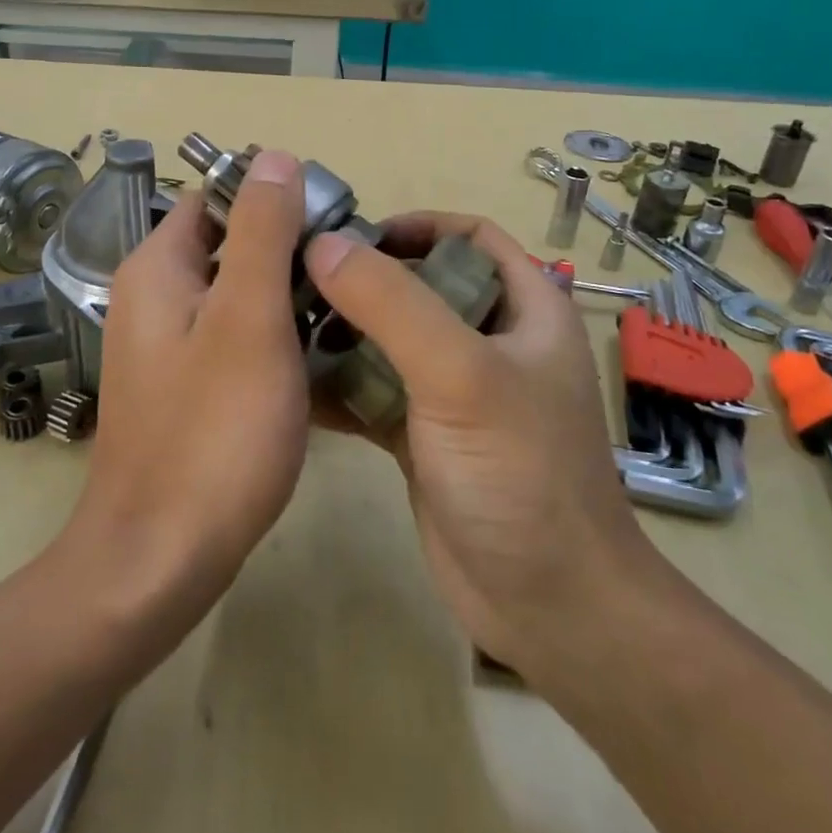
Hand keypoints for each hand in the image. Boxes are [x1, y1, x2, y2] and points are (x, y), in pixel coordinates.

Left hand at [60, 150, 311, 611]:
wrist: (159, 559)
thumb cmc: (213, 432)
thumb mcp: (248, 318)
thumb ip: (262, 232)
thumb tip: (274, 157)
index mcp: (159, 268)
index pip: (217, 198)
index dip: (273, 199)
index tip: (332, 224)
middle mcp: (154, 297)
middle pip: (229, 243)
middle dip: (288, 249)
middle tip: (350, 272)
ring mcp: (167, 346)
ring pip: (237, 293)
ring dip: (286, 294)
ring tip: (346, 310)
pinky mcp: (185, 387)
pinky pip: (234, 338)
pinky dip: (273, 336)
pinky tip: (318, 358)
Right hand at [305, 213, 656, 671]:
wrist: (548, 608)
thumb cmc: (520, 474)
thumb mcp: (461, 375)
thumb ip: (393, 304)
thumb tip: (323, 244)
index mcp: (524, 310)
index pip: (472, 237)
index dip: (418, 224)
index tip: (354, 234)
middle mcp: (490, 342)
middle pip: (421, 285)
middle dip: (363, 278)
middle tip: (299, 278)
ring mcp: (455, 392)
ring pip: (391, 338)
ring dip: (343, 329)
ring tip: (283, 324)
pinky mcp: (424, 435)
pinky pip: (374, 390)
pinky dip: (338, 383)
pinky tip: (290, 382)